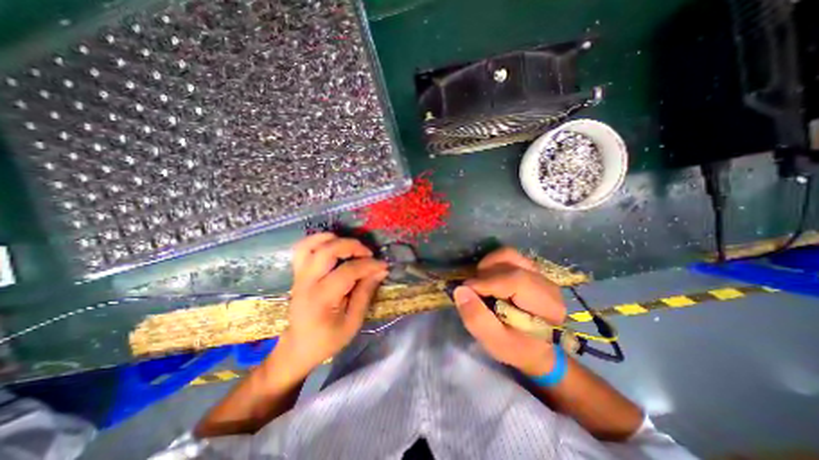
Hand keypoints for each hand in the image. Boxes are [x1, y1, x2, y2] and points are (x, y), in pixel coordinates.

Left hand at [277, 234, 388, 373]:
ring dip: (334, 239)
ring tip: (351, 246)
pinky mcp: (297, 273)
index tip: (383, 265)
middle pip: (327, 251)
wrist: (298, 347)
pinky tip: (333, 243)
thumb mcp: (353, 322)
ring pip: (311, 245)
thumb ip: (365, 293)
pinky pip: (302, 248)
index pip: (347, 271)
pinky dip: (318, 240)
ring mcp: (299, 275)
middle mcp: (307, 282)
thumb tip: (380, 270)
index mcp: (322, 299)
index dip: (368, 265)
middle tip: (368, 253)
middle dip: (352, 246)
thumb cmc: (328, 339)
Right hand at [451, 248, 567, 377]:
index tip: (465, 291)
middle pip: (510, 263)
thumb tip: (460, 290)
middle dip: (485, 275)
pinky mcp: (531, 269)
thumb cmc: (518, 348)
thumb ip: (477, 319)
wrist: (538, 347)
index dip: (485, 283)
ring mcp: (539, 273)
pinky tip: (489, 279)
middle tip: (473, 291)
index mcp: (547, 305)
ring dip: (488, 266)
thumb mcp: (496, 342)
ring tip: (481, 283)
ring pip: (509, 255)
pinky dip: (493, 263)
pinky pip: (509, 256)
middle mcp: (546, 283)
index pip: (515, 281)